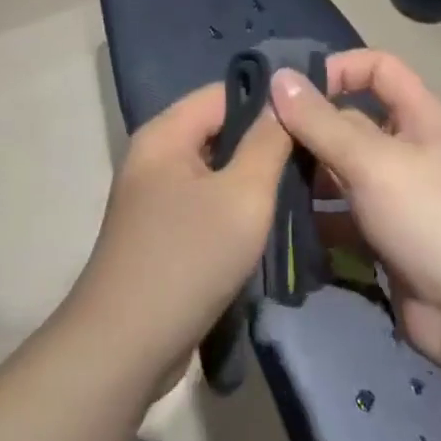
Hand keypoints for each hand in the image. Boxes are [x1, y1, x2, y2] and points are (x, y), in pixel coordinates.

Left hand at [66, 85, 294, 392]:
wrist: (125, 348)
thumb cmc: (188, 259)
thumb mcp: (243, 196)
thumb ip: (268, 142)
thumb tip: (285, 96)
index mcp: (165, 133)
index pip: (225, 92)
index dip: (270, 99)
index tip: (314, 116)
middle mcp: (155, 155)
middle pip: (220, 129)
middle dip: (266, 141)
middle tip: (316, 156)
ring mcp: (154, 195)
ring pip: (217, 168)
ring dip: (255, 177)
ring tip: (304, 188)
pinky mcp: (161, 230)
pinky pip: (207, 200)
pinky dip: (236, 205)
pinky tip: (271, 222)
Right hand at [271, 52, 440, 377]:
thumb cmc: (429, 218)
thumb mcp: (371, 161)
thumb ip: (321, 121)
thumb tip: (279, 77)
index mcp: (417, 117)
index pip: (377, 68)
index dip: (340, 69)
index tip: (296, 90)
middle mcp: (405, 148)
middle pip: (349, 121)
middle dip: (308, 129)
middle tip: (262, 144)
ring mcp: (392, 195)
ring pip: (339, 170)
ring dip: (306, 175)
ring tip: (265, 184)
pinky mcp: (381, 235)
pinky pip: (339, 214)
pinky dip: (314, 217)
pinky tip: (282, 223)